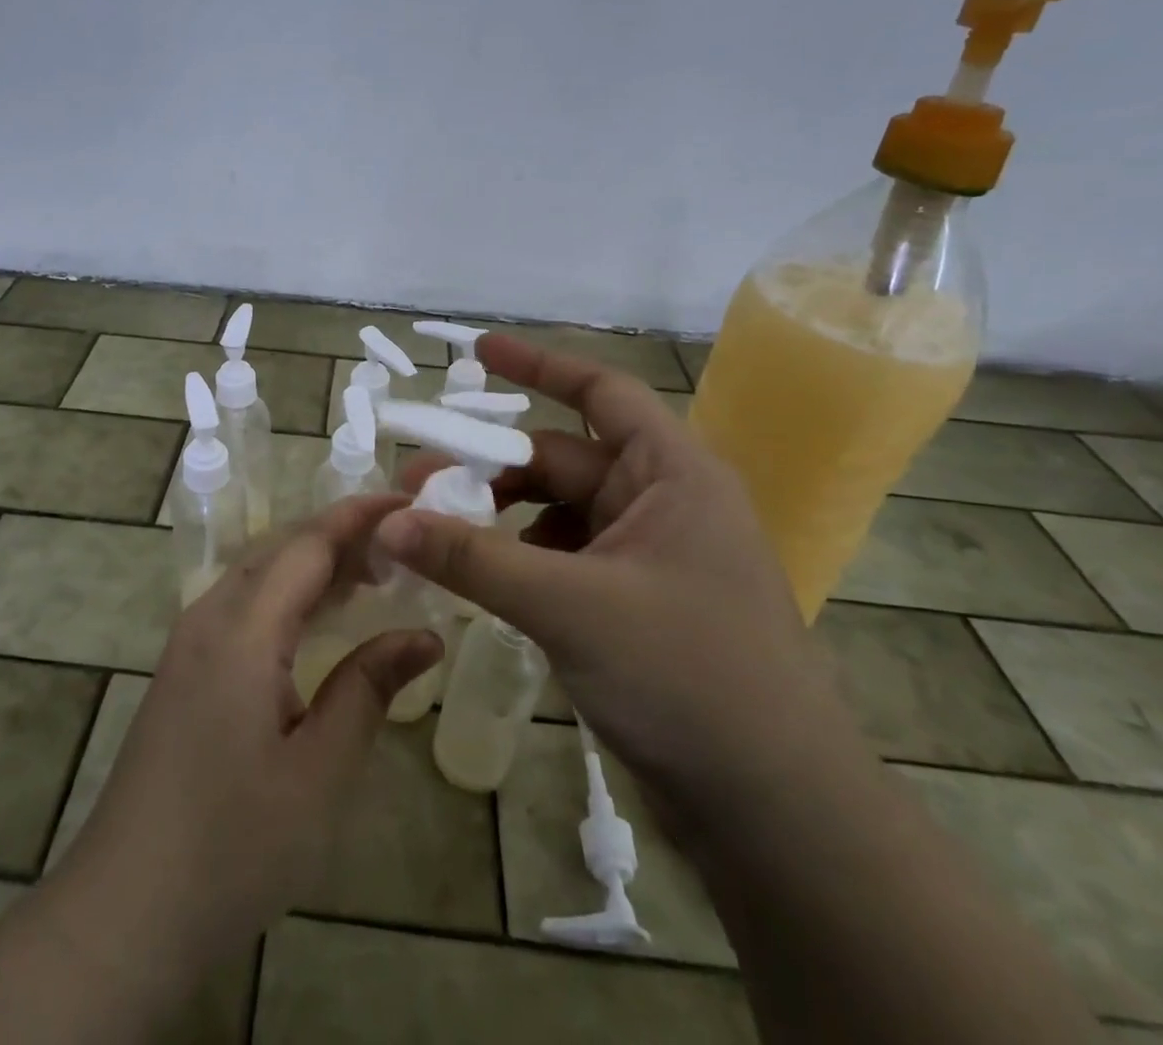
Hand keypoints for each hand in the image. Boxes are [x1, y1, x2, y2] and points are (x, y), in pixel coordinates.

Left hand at [55, 496, 441, 962]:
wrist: (125, 911)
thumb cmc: (232, 847)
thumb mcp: (318, 773)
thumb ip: (368, 689)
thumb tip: (424, 635)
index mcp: (242, 631)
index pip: (308, 545)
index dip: (359, 517)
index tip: (409, 502)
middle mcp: (209, 618)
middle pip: (280, 549)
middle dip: (340, 535)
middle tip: (402, 546)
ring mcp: (190, 642)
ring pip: (259, 573)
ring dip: (314, 563)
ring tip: (374, 574)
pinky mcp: (184, 669)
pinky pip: (243, 604)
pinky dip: (289, 594)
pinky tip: (319, 620)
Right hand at [378, 332, 851, 814]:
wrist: (775, 810)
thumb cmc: (688, 678)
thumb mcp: (569, 606)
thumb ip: (474, 559)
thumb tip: (387, 523)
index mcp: (672, 474)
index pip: (601, 392)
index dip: (538, 365)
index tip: (476, 352)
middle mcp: (663, 502)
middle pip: (561, 460)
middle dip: (489, 468)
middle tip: (418, 485)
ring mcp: (650, 555)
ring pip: (557, 513)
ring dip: (499, 519)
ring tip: (438, 538)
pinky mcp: (636, 602)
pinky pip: (564, 558)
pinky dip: (521, 561)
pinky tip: (484, 583)